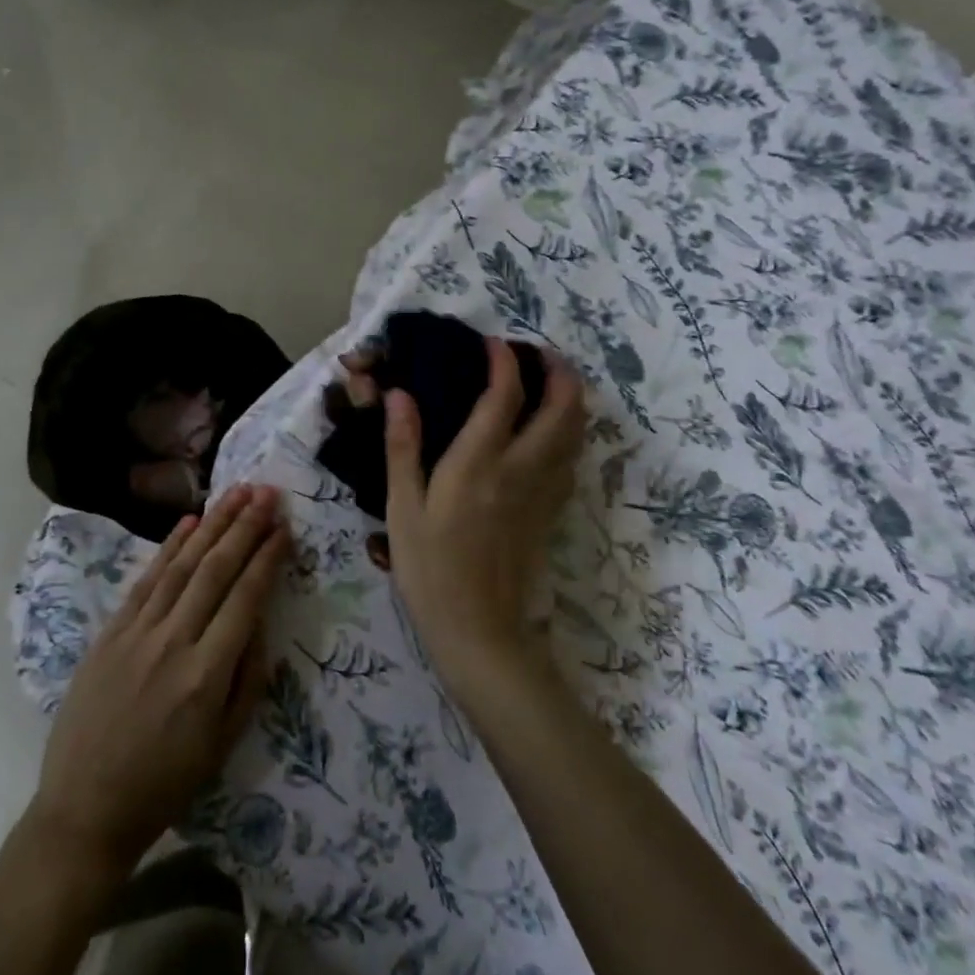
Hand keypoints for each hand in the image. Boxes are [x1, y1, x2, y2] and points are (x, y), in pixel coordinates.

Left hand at [30, 484, 286, 873]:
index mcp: (206, 674)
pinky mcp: (110, 631)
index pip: (245, 599)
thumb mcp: (223, 743)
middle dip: (245, 526)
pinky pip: (146, 580)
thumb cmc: (164, 783)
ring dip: (212, 524)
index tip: (285, 527)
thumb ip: (249, 679)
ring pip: (181, 565)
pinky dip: (169, 547)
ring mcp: (137, 632)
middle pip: (215, 570)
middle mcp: (173, 642)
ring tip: (237, 492)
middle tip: (267, 492)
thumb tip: (262, 623)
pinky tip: (189, 522)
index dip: (267, 558)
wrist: (85, 807)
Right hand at [383, 337, 585, 691]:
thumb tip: (399, 395)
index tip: (493, 344)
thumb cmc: (429, 568)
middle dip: (559, 372)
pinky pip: (571, 460)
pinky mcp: (550, 513)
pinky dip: (571, 434)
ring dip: (572, 400)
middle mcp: (520, 469)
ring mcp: (542, 492)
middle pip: (562, 409)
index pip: (504, 395)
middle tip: (542, 354)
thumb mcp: (402, 508)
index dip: (503, 362)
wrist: (477, 630)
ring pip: (575, 434)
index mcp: (479, 462)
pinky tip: (554, 434)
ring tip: (554, 383)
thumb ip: (402, 447)